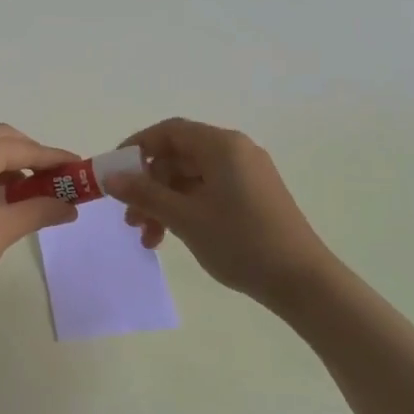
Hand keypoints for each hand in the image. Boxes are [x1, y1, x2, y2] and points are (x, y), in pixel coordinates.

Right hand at [102, 118, 333, 310]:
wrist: (302, 281)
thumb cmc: (240, 241)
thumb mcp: (185, 217)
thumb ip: (145, 194)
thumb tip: (110, 178)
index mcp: (221, 145)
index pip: (169, 131)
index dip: (137, 148)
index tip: (114, 173)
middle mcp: (235, 151)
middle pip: (178, 156)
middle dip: (149, 186)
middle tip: (129, 217)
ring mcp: (246, 174)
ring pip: (191, 178)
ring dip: (164, 203)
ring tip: (148, 239)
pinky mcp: (253, 196)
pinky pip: (209, 191)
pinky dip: (186, 209)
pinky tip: (172, 237)